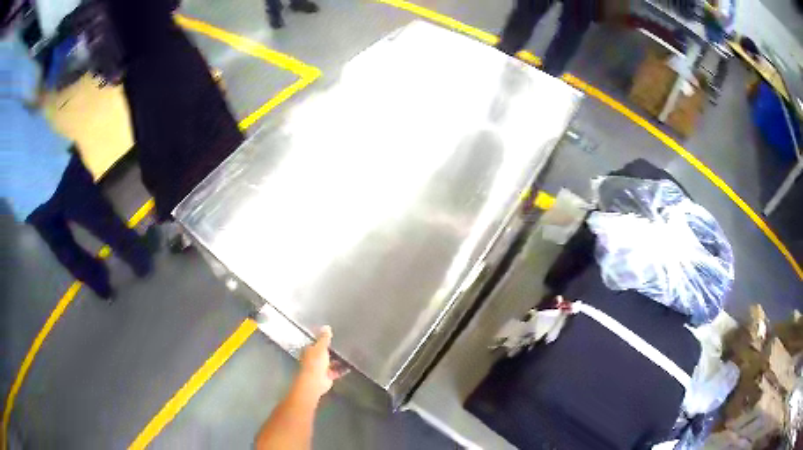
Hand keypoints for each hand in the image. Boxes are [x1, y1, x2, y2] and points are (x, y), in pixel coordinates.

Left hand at [295, 326, 342, 400]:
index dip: (324, 340)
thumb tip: (326, 326)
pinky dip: (342, 369)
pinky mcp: (327, 376)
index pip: (316, 343)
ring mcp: (320, 368)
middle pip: (324, 353)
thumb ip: (324, 338)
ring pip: (331, 362)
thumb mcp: (320, 348)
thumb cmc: (315, 363)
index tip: (333, 336)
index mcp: (309, 350)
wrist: (314, 382)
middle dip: (332, 351)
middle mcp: (313, 359)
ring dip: (339, 360)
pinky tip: (350, 366)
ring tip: (349, 355)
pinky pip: (336, 371)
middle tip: (344, 345)